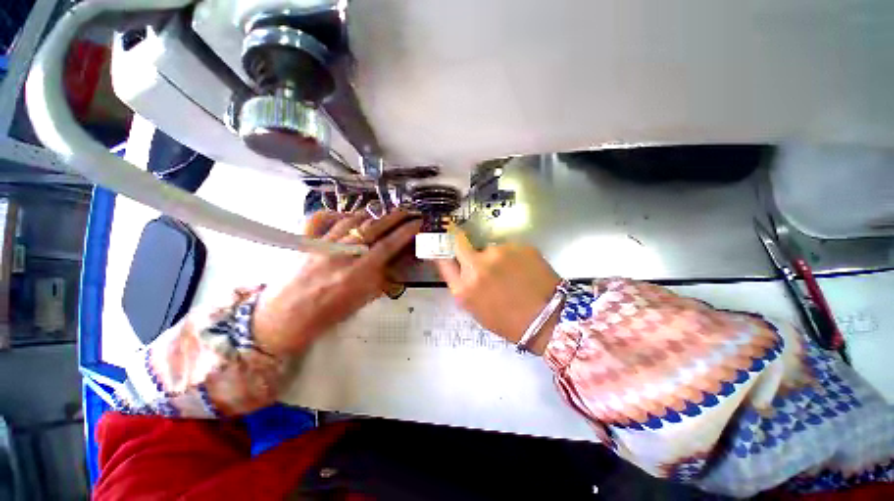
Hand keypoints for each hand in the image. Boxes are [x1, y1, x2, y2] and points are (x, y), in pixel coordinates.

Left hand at [253, 210, 421, 355]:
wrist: (285, 317)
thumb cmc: (327, 315)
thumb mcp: (363, 300)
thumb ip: (381, 278)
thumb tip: (395, 261)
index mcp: (358, 273)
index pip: (389, 244)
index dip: (406, 231)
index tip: (418, 222)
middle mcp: (342, 253)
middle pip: (373, 227)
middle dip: (395, 216)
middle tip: (408, 211)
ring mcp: (322, 244)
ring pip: (351, 220)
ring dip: (371, 214)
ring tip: (383, 214)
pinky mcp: (305, 241)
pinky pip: (321, 218)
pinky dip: (337, 213)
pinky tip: (347, 215)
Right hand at [434, 226, 561, 354]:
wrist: (550, 320)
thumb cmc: (509, 322)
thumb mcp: (477, 309)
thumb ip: (465, 285)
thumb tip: (463, 266)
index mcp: (464, 288)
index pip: (443, 260)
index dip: (442, 249)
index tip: (443, 242)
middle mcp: (477, 266)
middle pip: (460, 241)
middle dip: (460, 240)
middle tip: (470, 246)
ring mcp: (499, 253)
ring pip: (489, 248)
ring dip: (494, 256)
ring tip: (510, 272)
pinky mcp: (519, 246)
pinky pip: (509, 248)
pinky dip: (512, 256)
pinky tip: (524, 270)